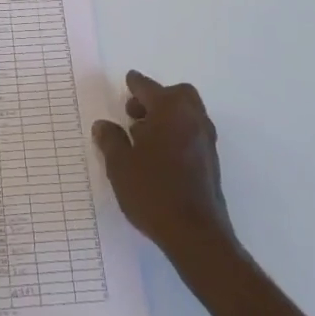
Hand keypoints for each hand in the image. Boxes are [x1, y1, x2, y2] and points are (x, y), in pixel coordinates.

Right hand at [93, 71, 237, 268]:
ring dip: (167, 116)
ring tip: (143, 137)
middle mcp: (192, 118)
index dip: (134, 84)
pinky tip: (160, 155)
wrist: (196, 234)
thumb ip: (110, 140)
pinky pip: (192, 133)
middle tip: (135, 113)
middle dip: (156, 98)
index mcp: (170, 109)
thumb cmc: (154, 191)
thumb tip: (103, 125)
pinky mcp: (211, 161)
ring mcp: (205, 140)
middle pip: (176, 95)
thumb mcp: (120, 165)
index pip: (148, 87)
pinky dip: (176, 133)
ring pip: (186, 114)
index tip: (128, 81)